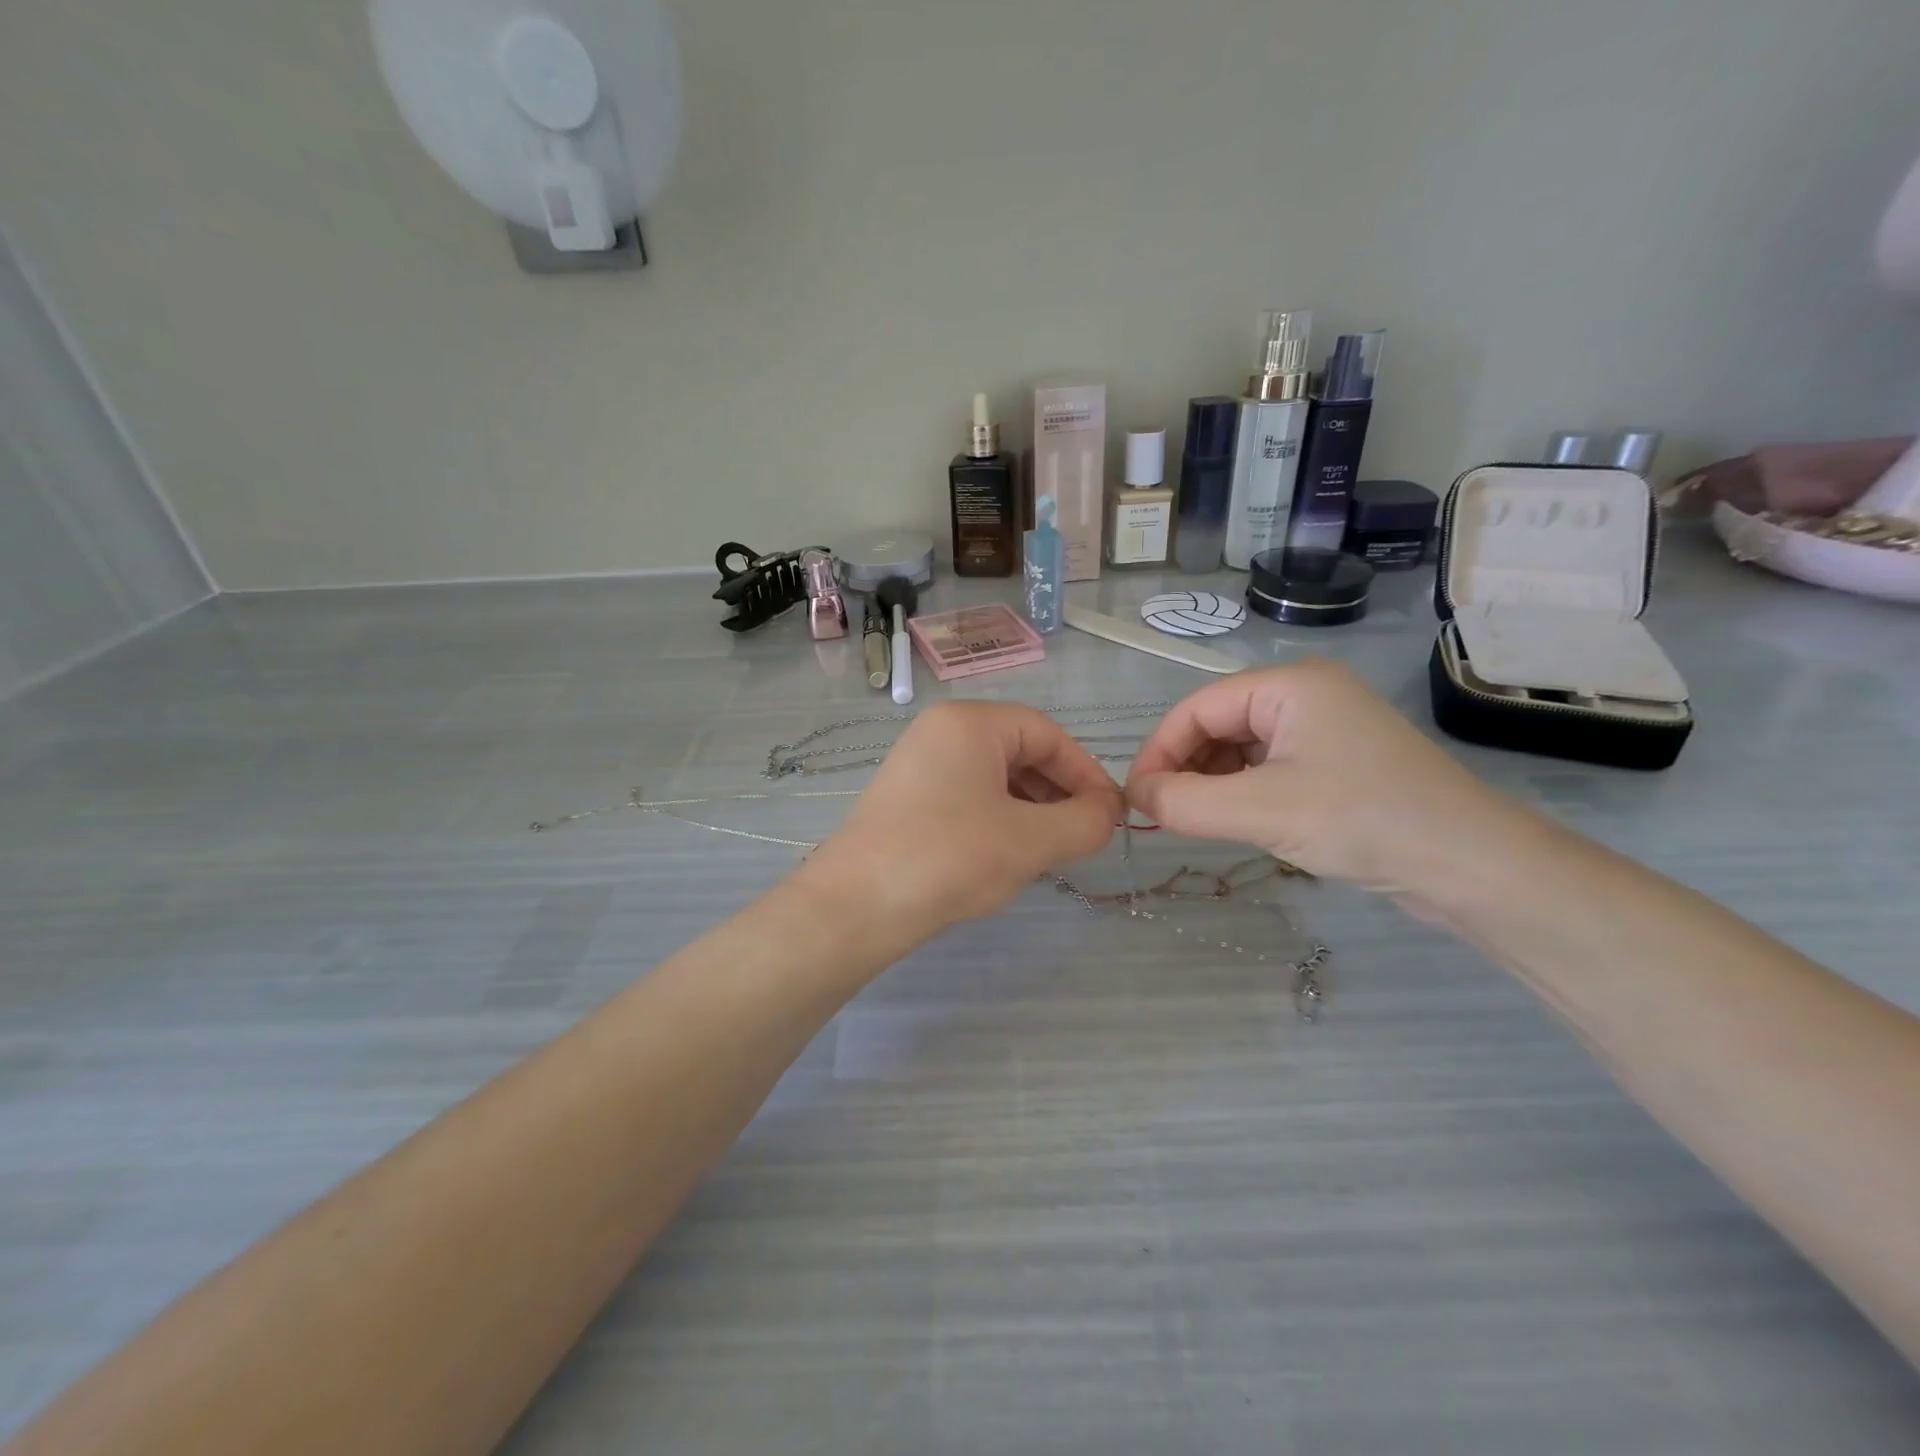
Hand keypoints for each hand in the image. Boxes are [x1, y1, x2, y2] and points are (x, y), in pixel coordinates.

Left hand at [801, 701, 1122, 941]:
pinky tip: (1008, 854)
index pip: (1048, 733)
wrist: (855, 906)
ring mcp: (919, 764)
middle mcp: (942, 731)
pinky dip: (999, 819)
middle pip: (1020, 751)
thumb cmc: (949, 858)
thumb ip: (1084, 822)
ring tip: (1051, 849)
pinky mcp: (907, 797)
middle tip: (1084, 835)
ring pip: (995, 777)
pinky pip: (969, 796)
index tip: (1111, 814)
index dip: (1086, 772)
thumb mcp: (1030, 841)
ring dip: (1032, 809)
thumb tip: (1108, 813)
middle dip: (1059, 793)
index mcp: (970, 722)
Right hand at [1125, 661, 1521, 892]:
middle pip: (1217, 723)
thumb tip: (1136, 797)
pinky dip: (1241, 791)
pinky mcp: (1337, 761)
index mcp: (1288, 684)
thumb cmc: (1363, 820)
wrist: (1473, 865)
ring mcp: (1324, 727)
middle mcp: (1305, 694)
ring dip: (1211, 781)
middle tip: (1162, 815)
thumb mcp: (1261, 811)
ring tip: (1195, 821)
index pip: (1197, 708)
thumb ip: (1185, 803)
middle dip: (1185, 766)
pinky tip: (1235, 820)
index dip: (1158, 751)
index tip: (1136, 799)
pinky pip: (1268, 766)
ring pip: (1240, 747)